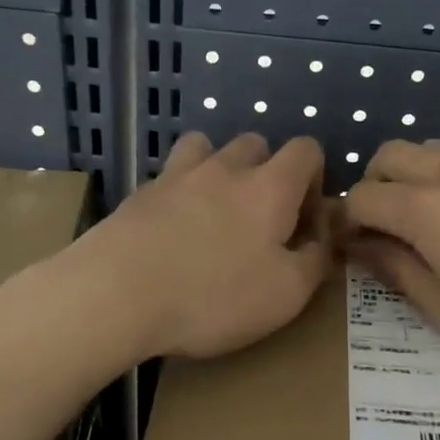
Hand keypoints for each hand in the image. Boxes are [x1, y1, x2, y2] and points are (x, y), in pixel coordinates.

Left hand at [82, 132, 331, 360]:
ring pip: (207, 148)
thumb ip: (315, 261)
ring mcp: (178, 175)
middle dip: (267, 172)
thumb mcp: (286, 294)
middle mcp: (226, 168)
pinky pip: (170, 175)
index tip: (305, 218)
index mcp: (270, 187)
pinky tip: (174, 228)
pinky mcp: (141, 193)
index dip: (315, 177)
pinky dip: (181, 191)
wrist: (116, 294)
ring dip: (220, 169)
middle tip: (261, 219)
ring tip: (215, 211)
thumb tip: (323, 241)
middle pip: (256, 144)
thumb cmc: (213, 296)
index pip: (306, 150)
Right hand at [342, 140, 439, 385]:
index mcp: (426, 209)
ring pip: (429, 150)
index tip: (347, 248)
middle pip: (390, 155)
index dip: (345, 221)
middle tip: (380, 230)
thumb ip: (396, 270)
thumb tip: (361, 247)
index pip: (363, 197)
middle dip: (372, 185)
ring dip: (408, 175)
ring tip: (419, 222)